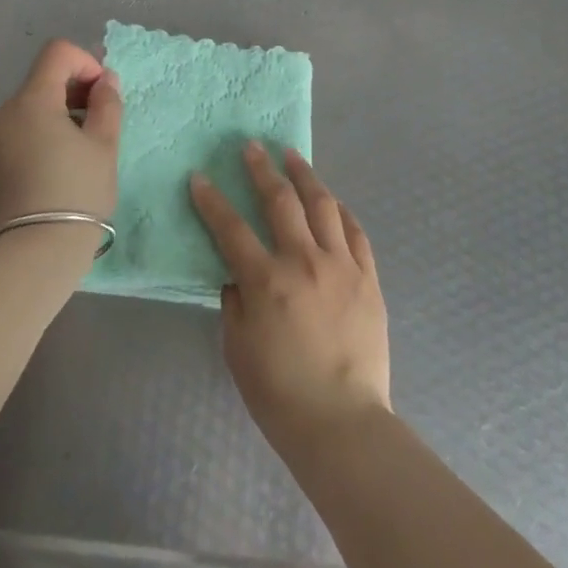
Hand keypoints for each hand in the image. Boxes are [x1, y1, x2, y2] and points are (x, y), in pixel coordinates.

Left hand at [0, 40, 122, 240]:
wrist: (31, 257)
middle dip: (72, 94)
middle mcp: (0, 114)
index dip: (85, 62)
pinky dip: (36, 139)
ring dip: (55, 119)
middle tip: (97, 127)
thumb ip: (106, 104)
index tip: (101, 95)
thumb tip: (104, 80)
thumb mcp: (104, 147)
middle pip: (41, 83)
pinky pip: (14, 137)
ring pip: (27, 112)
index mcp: (30, 101)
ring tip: (76, 156)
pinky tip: (52, 173)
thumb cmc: (76, 194)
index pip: (57, 53)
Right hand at [189, 144, 391, 456]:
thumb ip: (235, 302)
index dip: (211, 200)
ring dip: (305, 176)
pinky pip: (356, 232)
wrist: (342, 421)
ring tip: (292, 156)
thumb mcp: (238, 348)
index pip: (231, 228)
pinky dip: (342, 211)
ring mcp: (342, 266)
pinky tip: (333, 201)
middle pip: (281, 201)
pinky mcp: (368, 278)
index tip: (199, 176)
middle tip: (251, 146)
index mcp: (267, 280)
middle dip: (261, 169)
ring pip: (323, 205)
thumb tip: (238, 275)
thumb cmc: (279, 393)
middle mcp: (304, 261)